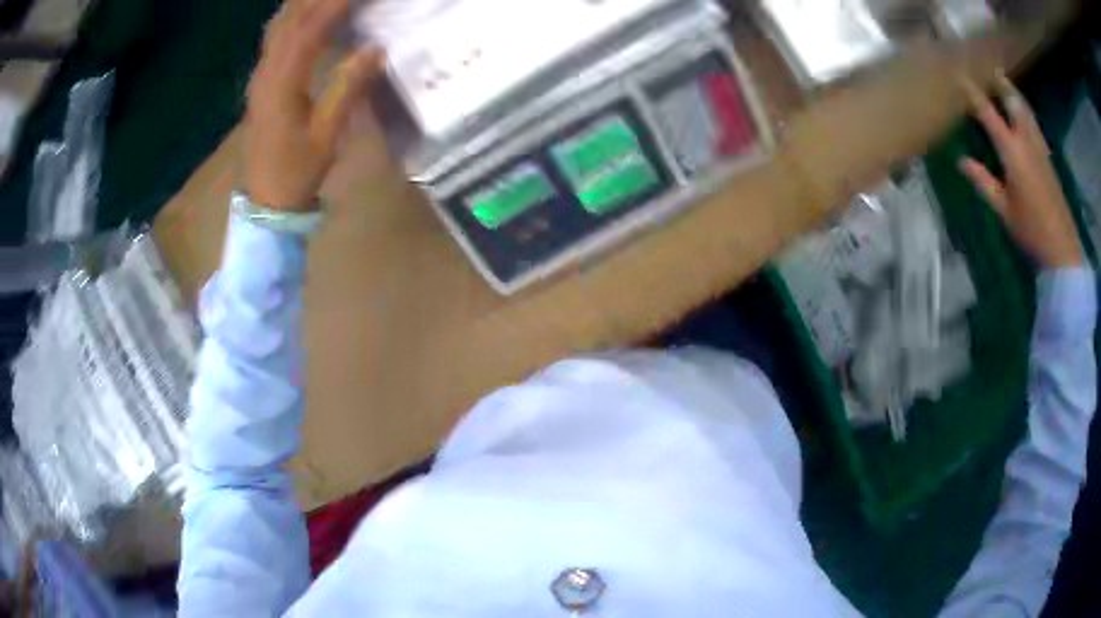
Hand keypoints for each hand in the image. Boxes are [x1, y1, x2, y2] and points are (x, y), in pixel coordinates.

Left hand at [244, 0, 383, 210]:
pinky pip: (273, 40)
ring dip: (302, 6)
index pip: (309, 30)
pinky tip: (302, 14)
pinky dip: (291, 20)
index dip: (335, 4)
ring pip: (278, 27)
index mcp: (282, 85)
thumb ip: (348, 87)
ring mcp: (260, 78)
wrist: (264, 203)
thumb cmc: (296, 172)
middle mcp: (266, 74)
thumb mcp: (326, 135)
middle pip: (290, 21)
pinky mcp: (260, 85)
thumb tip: (375, 49)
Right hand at [958, 73, 1082, 268]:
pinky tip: (1024, 114)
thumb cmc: (1031, 230)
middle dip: (1000, 83)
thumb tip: (962, 161)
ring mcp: (1040, 147)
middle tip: (989, 69)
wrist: (1062, 249)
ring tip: (1006, 83)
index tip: (959, 75)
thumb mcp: (1004, 210)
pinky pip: (1034, 124)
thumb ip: (984, 182)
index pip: (988, 113)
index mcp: (1012, 151)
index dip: (973, 93)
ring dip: (1015, 93)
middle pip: (1012, 100)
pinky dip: (1026, 111)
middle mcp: (1026, 141)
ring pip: (1026, 110)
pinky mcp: (1048, 158)